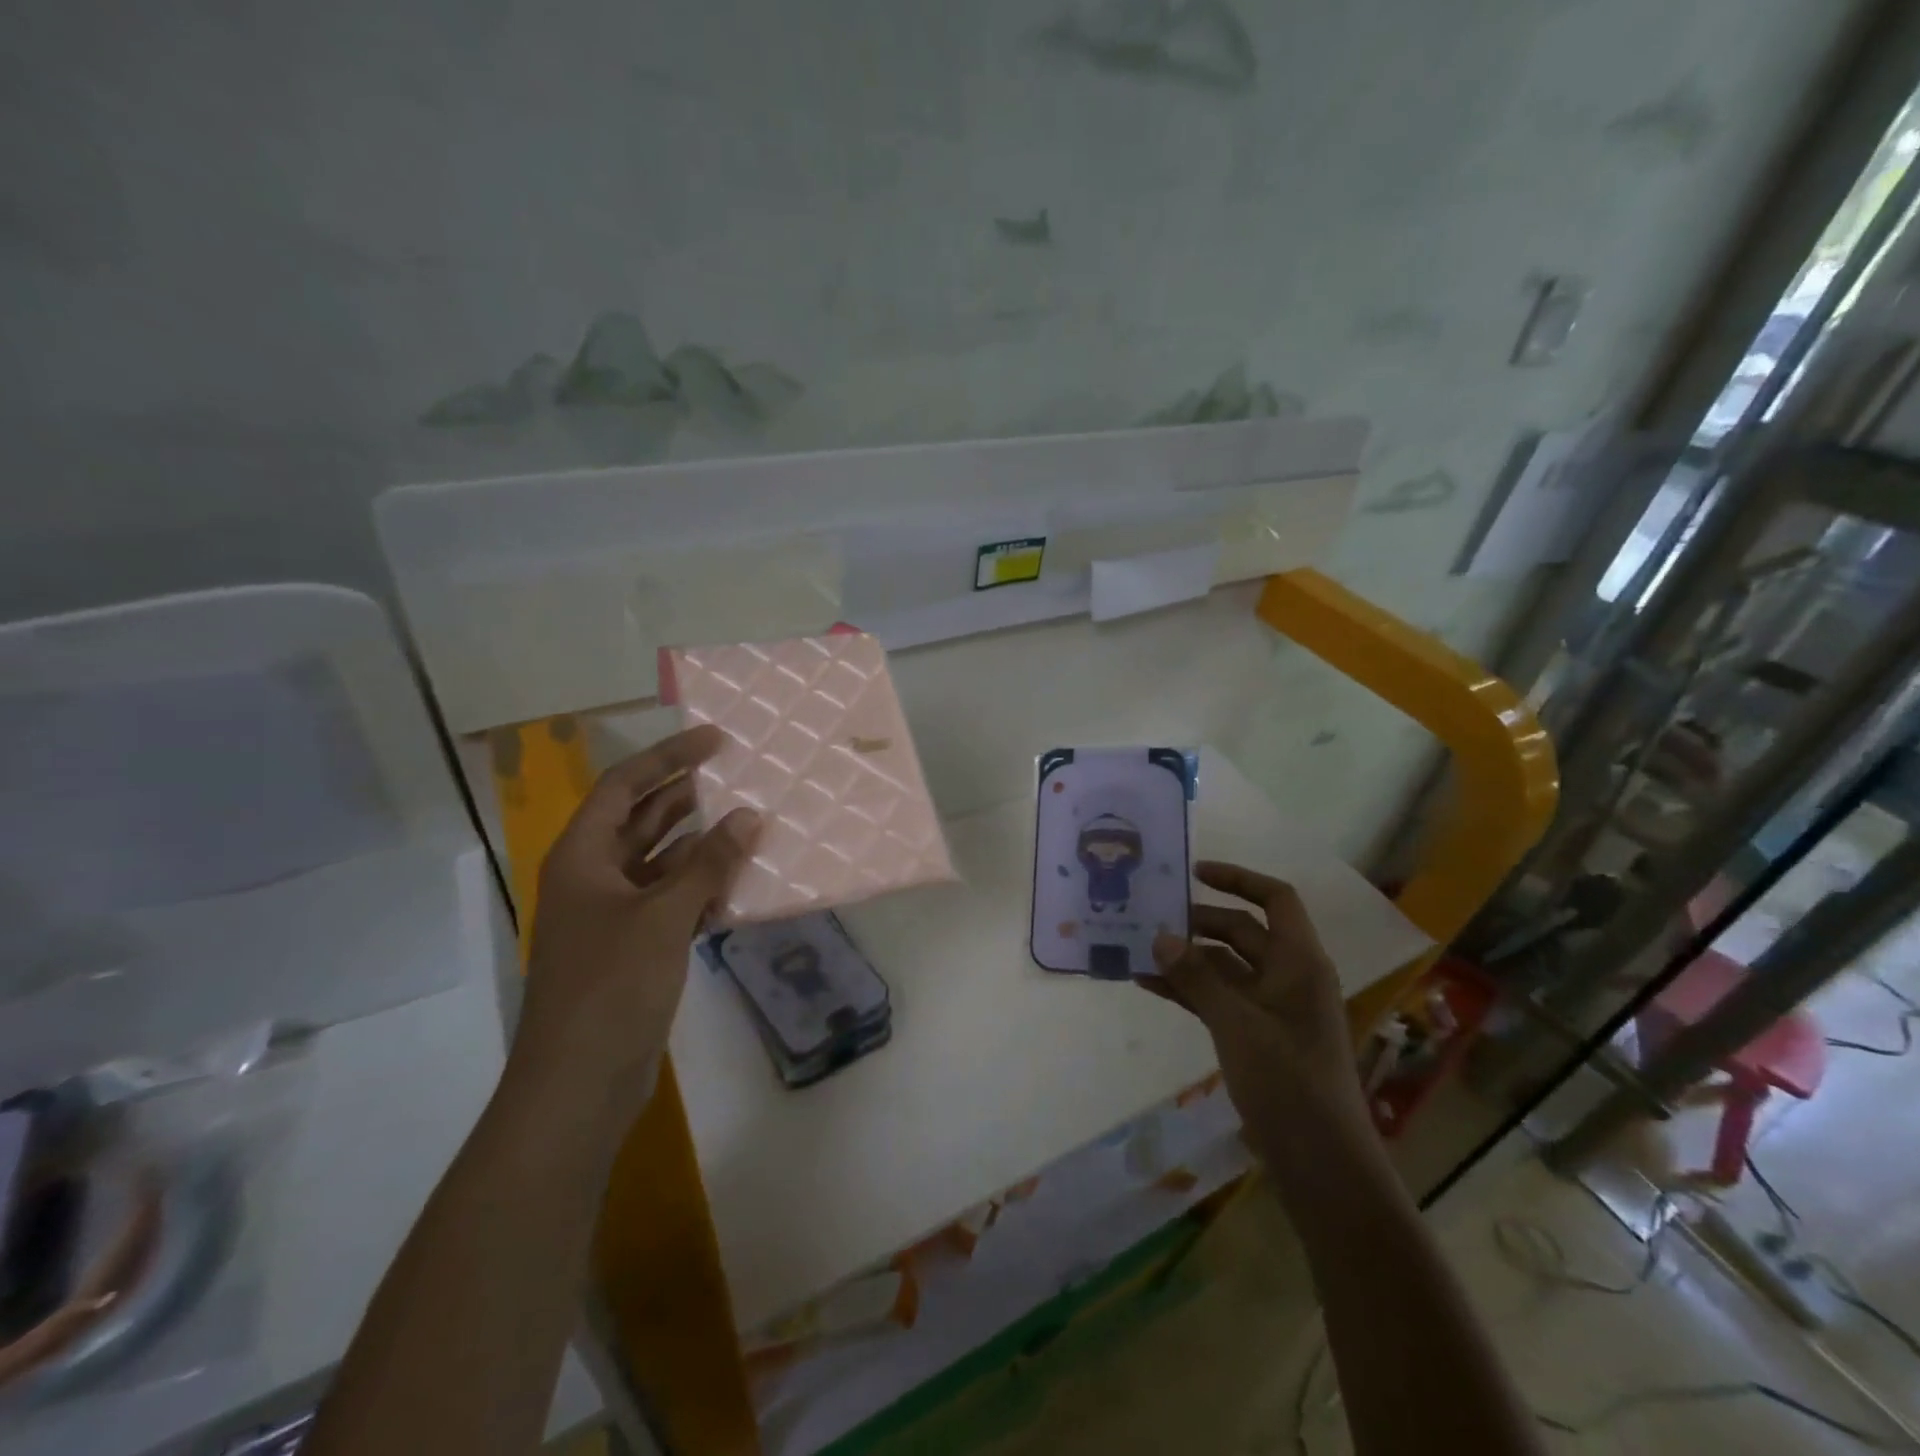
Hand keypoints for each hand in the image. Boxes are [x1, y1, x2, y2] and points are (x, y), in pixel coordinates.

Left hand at [512, 726, 759, 1119]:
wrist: (580, 1082)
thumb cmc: (611, 986)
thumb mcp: (664, 916)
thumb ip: (709, 863)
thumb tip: (750, 816)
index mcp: (582, 856)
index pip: (624, 786)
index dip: (668, 758)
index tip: (715, 740)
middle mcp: (593, 876)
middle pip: (642, 819)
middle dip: (688, 797)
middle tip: (740, 776)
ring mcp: (613, 914)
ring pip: (662, 861)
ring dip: (701, 845)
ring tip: (751, 825)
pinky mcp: (634, 946)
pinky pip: (672, 900)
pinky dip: (702, 887)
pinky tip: (740, 883)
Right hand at [1143, 862, 1376, 1188]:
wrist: (1320, 1162)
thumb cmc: (1287, 1081)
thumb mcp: (1236, 1023)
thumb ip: (1196, 977)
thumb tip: (1159, 935)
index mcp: (1299, 961)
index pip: (1275, 899)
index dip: (1238, 879)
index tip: (1194, 873)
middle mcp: (1288, 976)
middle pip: (1243, 930)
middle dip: (1199, 922)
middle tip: (1151, 917)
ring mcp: (1272, 1008)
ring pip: (1226, 966)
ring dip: (1187, 958)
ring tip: (1138, 951)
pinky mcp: (1257, 1035)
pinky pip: (1219, 998)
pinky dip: (1189, 990)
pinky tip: (1150, 987)